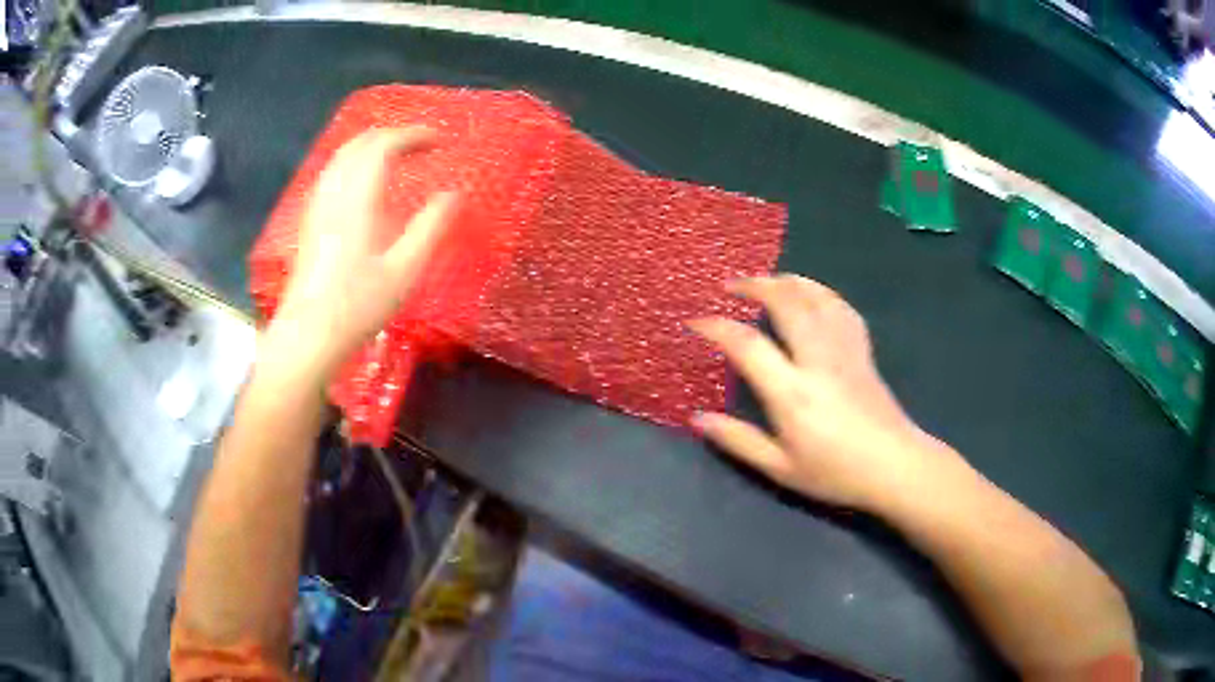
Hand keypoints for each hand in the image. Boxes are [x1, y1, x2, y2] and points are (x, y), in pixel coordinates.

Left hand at [265, 127, 459, 380]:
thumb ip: (430, 227)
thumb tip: (453, 195)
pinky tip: (362, 184)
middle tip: (419, 145)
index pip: (382, 146)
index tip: (439, 141)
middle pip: (358, 145)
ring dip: (369, 147)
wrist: (307, 336)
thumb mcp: (404, 271)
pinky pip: (331, 174)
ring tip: (395, 156)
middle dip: (391, 135)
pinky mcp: (309, 223)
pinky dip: (353, 164)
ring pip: (340, 157)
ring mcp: (316, 208)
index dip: (412, 136)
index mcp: (357, 199)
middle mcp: (333, 194)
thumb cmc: (357, 306)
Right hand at [689, 275, 969, 512]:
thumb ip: (738, 441)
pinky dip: (820, 292)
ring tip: (765, 281)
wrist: (894, 466)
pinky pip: (841, 308)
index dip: (716, 328)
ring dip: (786, 281)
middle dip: (754, 286)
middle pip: (786, 303)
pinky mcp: (862, 350)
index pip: (747, 345)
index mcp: (792, 392)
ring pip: (815, 297)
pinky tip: (811, 293)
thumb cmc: (835, 472)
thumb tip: (697, 418)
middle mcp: (817, 360)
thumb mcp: (780, 468)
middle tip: (730, 286)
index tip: (695, 322)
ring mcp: (844, 350)